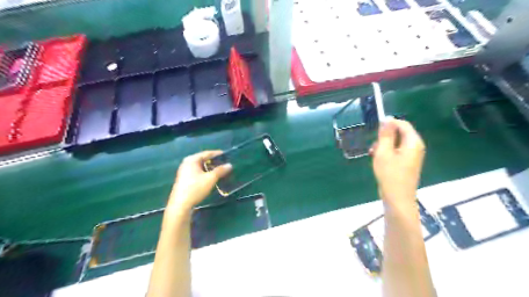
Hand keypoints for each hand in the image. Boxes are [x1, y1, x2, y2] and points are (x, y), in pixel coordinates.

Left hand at [168, 152, 231, 211]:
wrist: (180, 205)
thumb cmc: (195, 188)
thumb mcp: (210, 179)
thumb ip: (220, 170)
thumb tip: (229, 165)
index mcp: (192, 160)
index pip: (207, 153)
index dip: (217, 154)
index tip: (227, 155)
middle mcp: (187, 163)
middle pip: (203, 159)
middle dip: (214, 162)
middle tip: (225, 164)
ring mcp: (184, 171)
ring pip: (200, 166)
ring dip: (210, 168)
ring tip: (220, 171)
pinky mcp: (184, 179)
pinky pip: (197, 172)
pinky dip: (205, 172)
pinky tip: (211, 177)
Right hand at [372, 119, 423, 207]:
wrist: (397, 198)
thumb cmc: (390, 174)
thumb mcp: (384, 152)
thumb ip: (386, 135)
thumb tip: (387, 118)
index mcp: (413, 142)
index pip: (402, 124)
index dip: (389, 124)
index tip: (375, 132)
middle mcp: (415, 147)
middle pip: (399, 133)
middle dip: (384, 137)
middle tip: (374, 147)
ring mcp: (411, 155)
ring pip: (396, 143)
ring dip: (383, 146)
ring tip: (374, 155)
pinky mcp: (406, 163)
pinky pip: (396, 151)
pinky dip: (386, 153)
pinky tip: (378, 160)